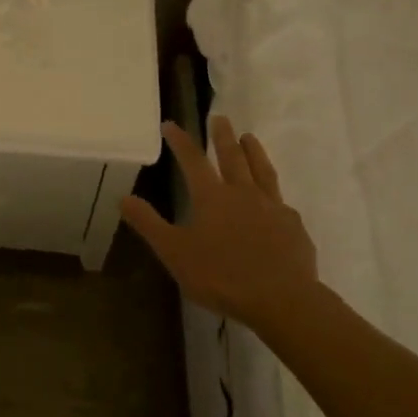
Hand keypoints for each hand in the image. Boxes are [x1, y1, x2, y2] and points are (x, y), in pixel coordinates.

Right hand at [122, 115, 320, 327]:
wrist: (282, 299)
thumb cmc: (222, 276)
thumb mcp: (175, 253)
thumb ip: (149, 224)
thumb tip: (124, 197)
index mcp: (212, 198)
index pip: (193, 161)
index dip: (181, 141)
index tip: (171, 125)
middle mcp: (243, 194)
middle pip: (232, 157)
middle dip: (223, 136)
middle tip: (220, 117)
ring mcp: (273, 207)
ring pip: (262, 170)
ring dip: (254, 151)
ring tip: (250, 137)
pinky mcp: (293, 226)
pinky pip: (282, 202)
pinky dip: (275, 194)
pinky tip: (277, 199)